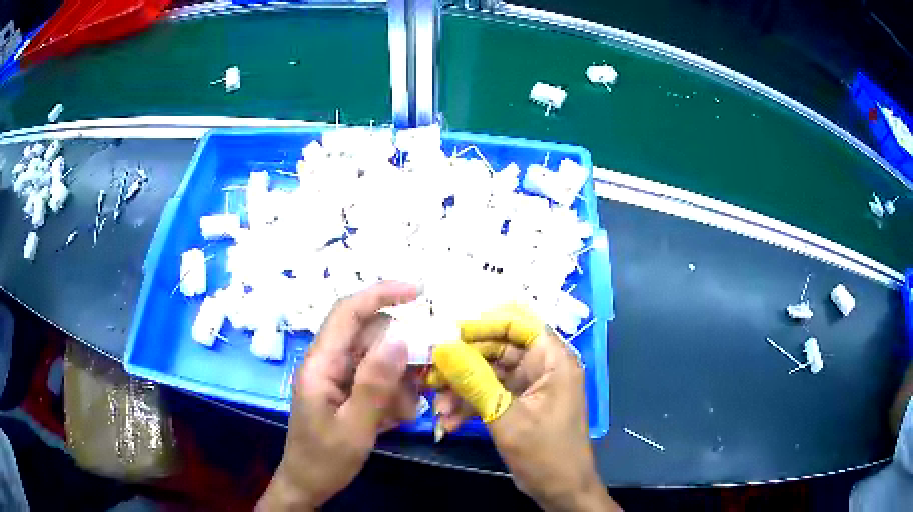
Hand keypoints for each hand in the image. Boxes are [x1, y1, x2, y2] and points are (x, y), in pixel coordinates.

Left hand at [258, 282, 420, 510]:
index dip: (381, 294)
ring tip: (398, 416)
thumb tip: (400, 339)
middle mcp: (329, 362)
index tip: (418, 291)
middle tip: (421, 386)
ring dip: (399, 384)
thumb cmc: (325, 459)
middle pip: (372, 337)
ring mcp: (338, 376)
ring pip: (380, 359)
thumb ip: (375, 384)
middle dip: (401, 358)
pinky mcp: (347, 390)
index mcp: (321, 364)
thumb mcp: (355, 427)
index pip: (348, 312)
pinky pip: (378, 379)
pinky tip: (390, 421)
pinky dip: (393, 396)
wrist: (309, 484)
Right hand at [429, 304, 619, 511]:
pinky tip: (448, 422)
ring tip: (438, 408)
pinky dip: (470, 406)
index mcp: (552, 360)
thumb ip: (474, 381)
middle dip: (463, 364)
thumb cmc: (544, 453)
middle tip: (432, 375)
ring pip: (489, 374)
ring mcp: (530, 387)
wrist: (560, 491)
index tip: (447, 335)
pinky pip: (490, 395)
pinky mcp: (519, 405)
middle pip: (497, 349)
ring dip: (461, 389)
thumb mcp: (506, 417)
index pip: (517, 324)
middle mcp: (542, 367)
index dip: (482, 324)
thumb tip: (443, 348)